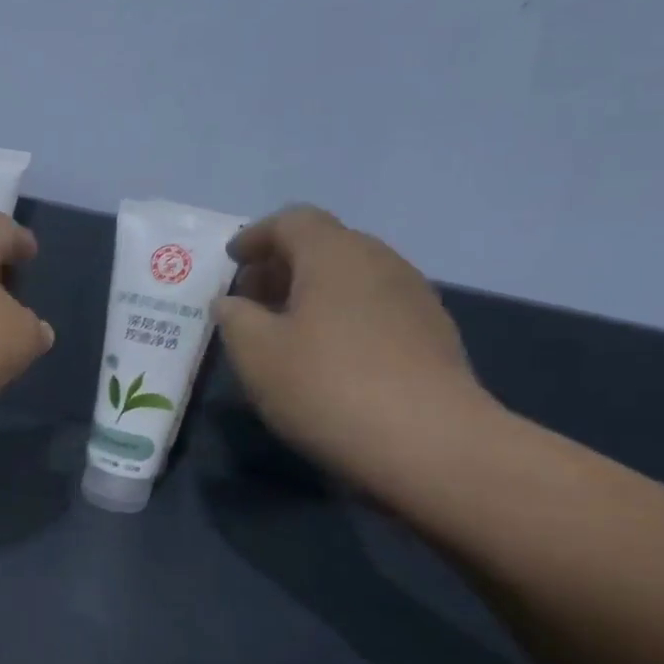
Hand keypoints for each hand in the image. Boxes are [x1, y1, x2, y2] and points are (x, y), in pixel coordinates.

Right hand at [213, 206, 492, 484]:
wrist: (430, 443)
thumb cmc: (326, 386)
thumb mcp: (256, 353)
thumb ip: (234, 318)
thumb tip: (232, 303)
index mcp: (334, 254)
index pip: (292, 220)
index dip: (256, 236)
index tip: (231, 261)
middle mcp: (380, 261)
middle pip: (325, 244)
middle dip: (283, 265)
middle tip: (252, 298)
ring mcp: (414, 296)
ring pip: (353, 277)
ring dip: (314, 292)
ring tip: (286, 330)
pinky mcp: (433, 334)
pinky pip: (375, 307)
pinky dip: (343, 316)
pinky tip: (329, 356)